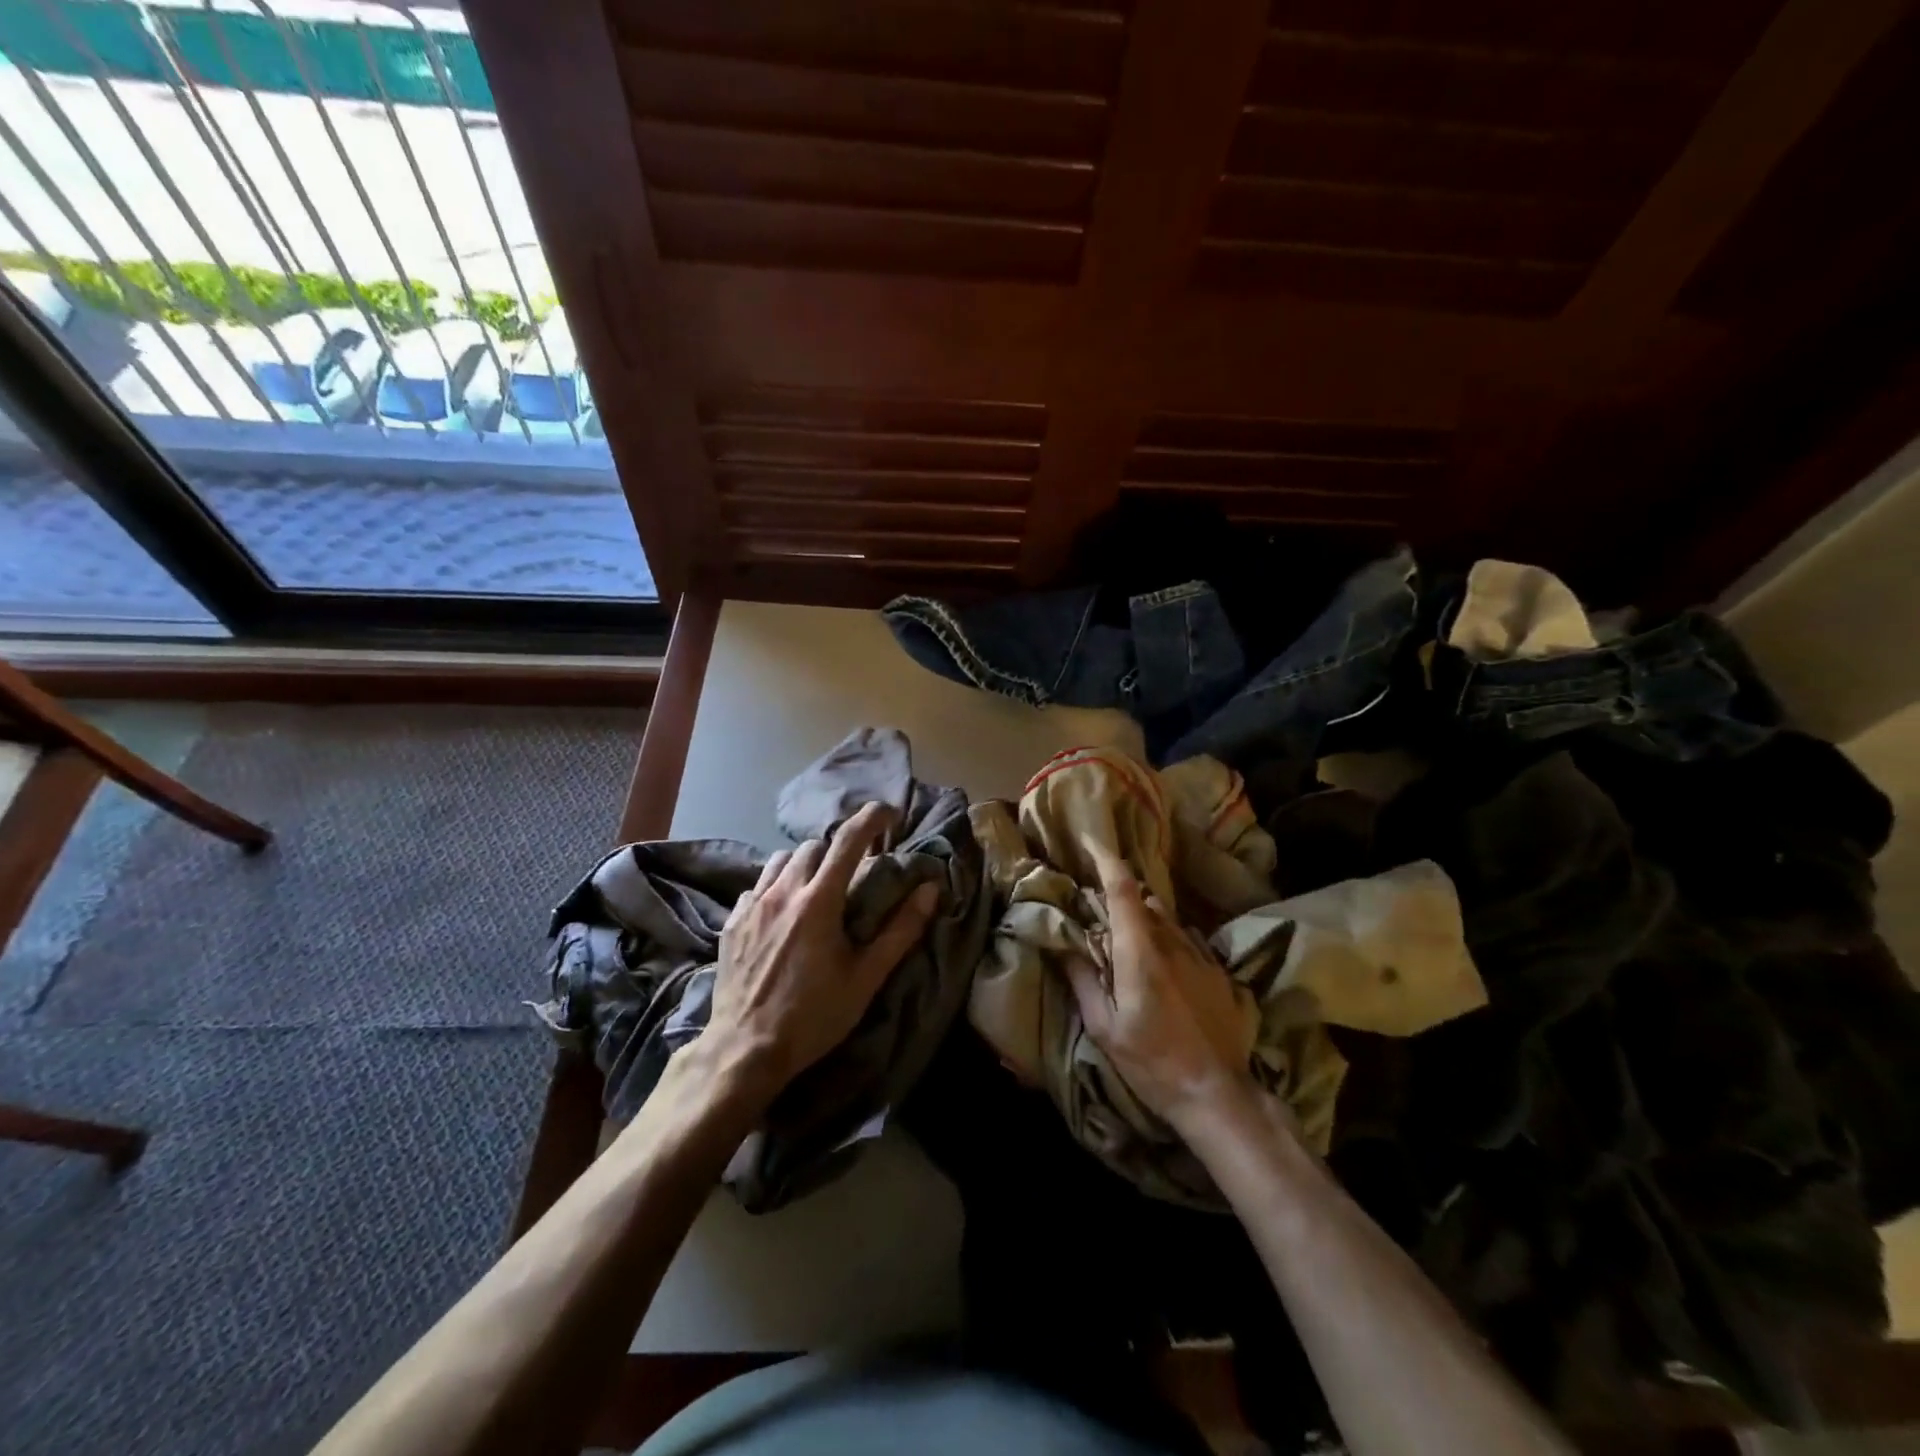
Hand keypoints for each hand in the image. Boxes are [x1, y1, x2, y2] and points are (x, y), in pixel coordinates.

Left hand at [706, 800, 940, 1097]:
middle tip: (854, 872)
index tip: (890, 813)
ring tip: (817, 889)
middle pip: (814, 846)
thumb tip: (931, 889)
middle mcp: (783, 891)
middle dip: (838, 850)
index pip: (848, 839)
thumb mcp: (866, 978)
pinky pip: (758, 885)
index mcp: (819, 901)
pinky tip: (783, 914)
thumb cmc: (813, 1015)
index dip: (872, 817)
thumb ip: (901, 929)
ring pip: (782, 859)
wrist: (745, 1049)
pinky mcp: (732, 921)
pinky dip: (777, 886)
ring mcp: (752, 904)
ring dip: (806, 864)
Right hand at [1064, 841, 1261, 1130]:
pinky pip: (1186, 940)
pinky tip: (1162, 968)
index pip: (1124, 889)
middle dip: (1121, 898)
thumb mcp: (1104, 1029)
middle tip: (1099, 914)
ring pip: (1166, 919)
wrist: (1217, 1094)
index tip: (1090, 840)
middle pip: (1144, 901)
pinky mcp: (1217, 971)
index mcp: (1140, 952)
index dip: (1106, 859)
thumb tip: (1063, 945)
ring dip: (1144, 920)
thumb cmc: (1152, 1063)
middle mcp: (1172, 942)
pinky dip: (1167, 940)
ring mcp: (1200, 955)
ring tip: (1129, 943)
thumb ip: (1083, 980)